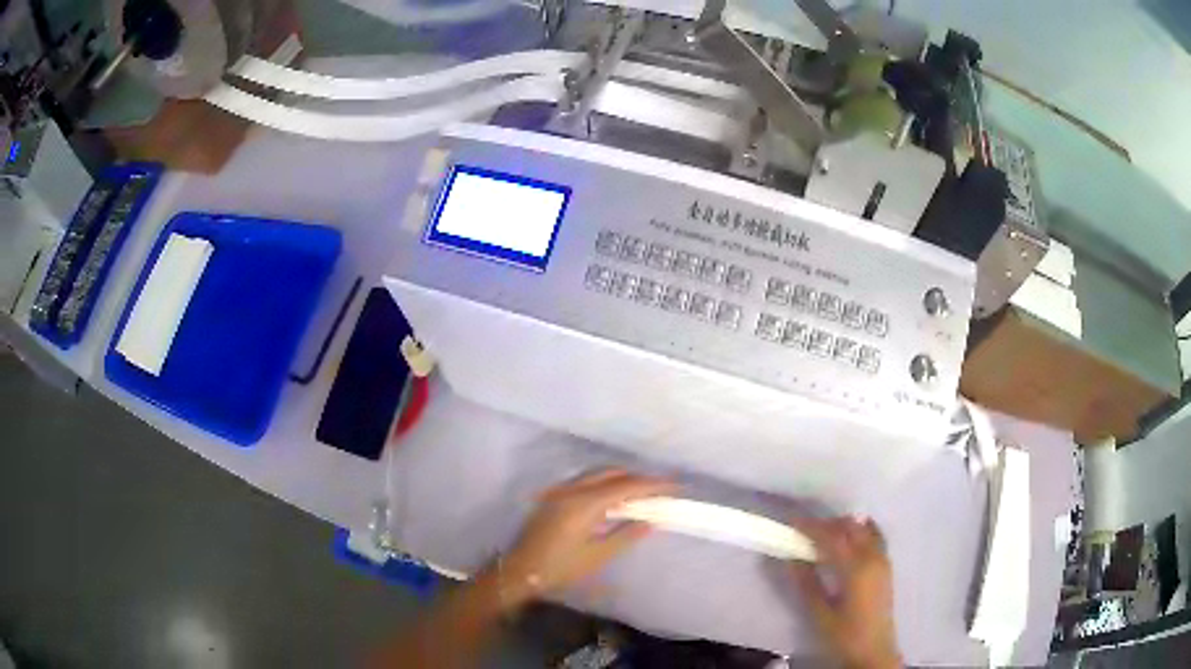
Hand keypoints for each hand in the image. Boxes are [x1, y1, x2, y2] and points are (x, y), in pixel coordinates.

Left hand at [498, 469, 674, 608]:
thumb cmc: (560, 568)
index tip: (674, 487)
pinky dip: (604, 483)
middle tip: (660, 489)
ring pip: (597, 474)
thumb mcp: (598, 555)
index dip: (653, 484)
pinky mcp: (553, 496)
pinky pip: (585, 481)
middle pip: (612, 473)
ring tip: (641, 493)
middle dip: (638, 478)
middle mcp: (572, 489)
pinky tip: (613, 499)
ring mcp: (560, 490)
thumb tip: (651, 521)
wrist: (519, 571)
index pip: (626, 486)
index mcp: (585, 503)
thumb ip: (626, 535)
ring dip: (621, 479)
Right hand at [788, 516, 900, 668]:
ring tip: (823, 534)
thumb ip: (806, 583)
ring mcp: (883, 560)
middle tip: (804, 529)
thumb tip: (791, 558)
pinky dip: (861, 530)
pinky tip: (850, 537)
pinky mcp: (886, 566)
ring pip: (863, 530)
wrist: (873, 650)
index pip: (832, 537)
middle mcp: (872, 557)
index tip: (792, 522)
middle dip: (827, 524)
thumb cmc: (845, 634)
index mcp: (856, 568)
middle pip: (850, 528)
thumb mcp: (820, 613)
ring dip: (843, 526)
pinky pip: (874, 537)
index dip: (811, 527)